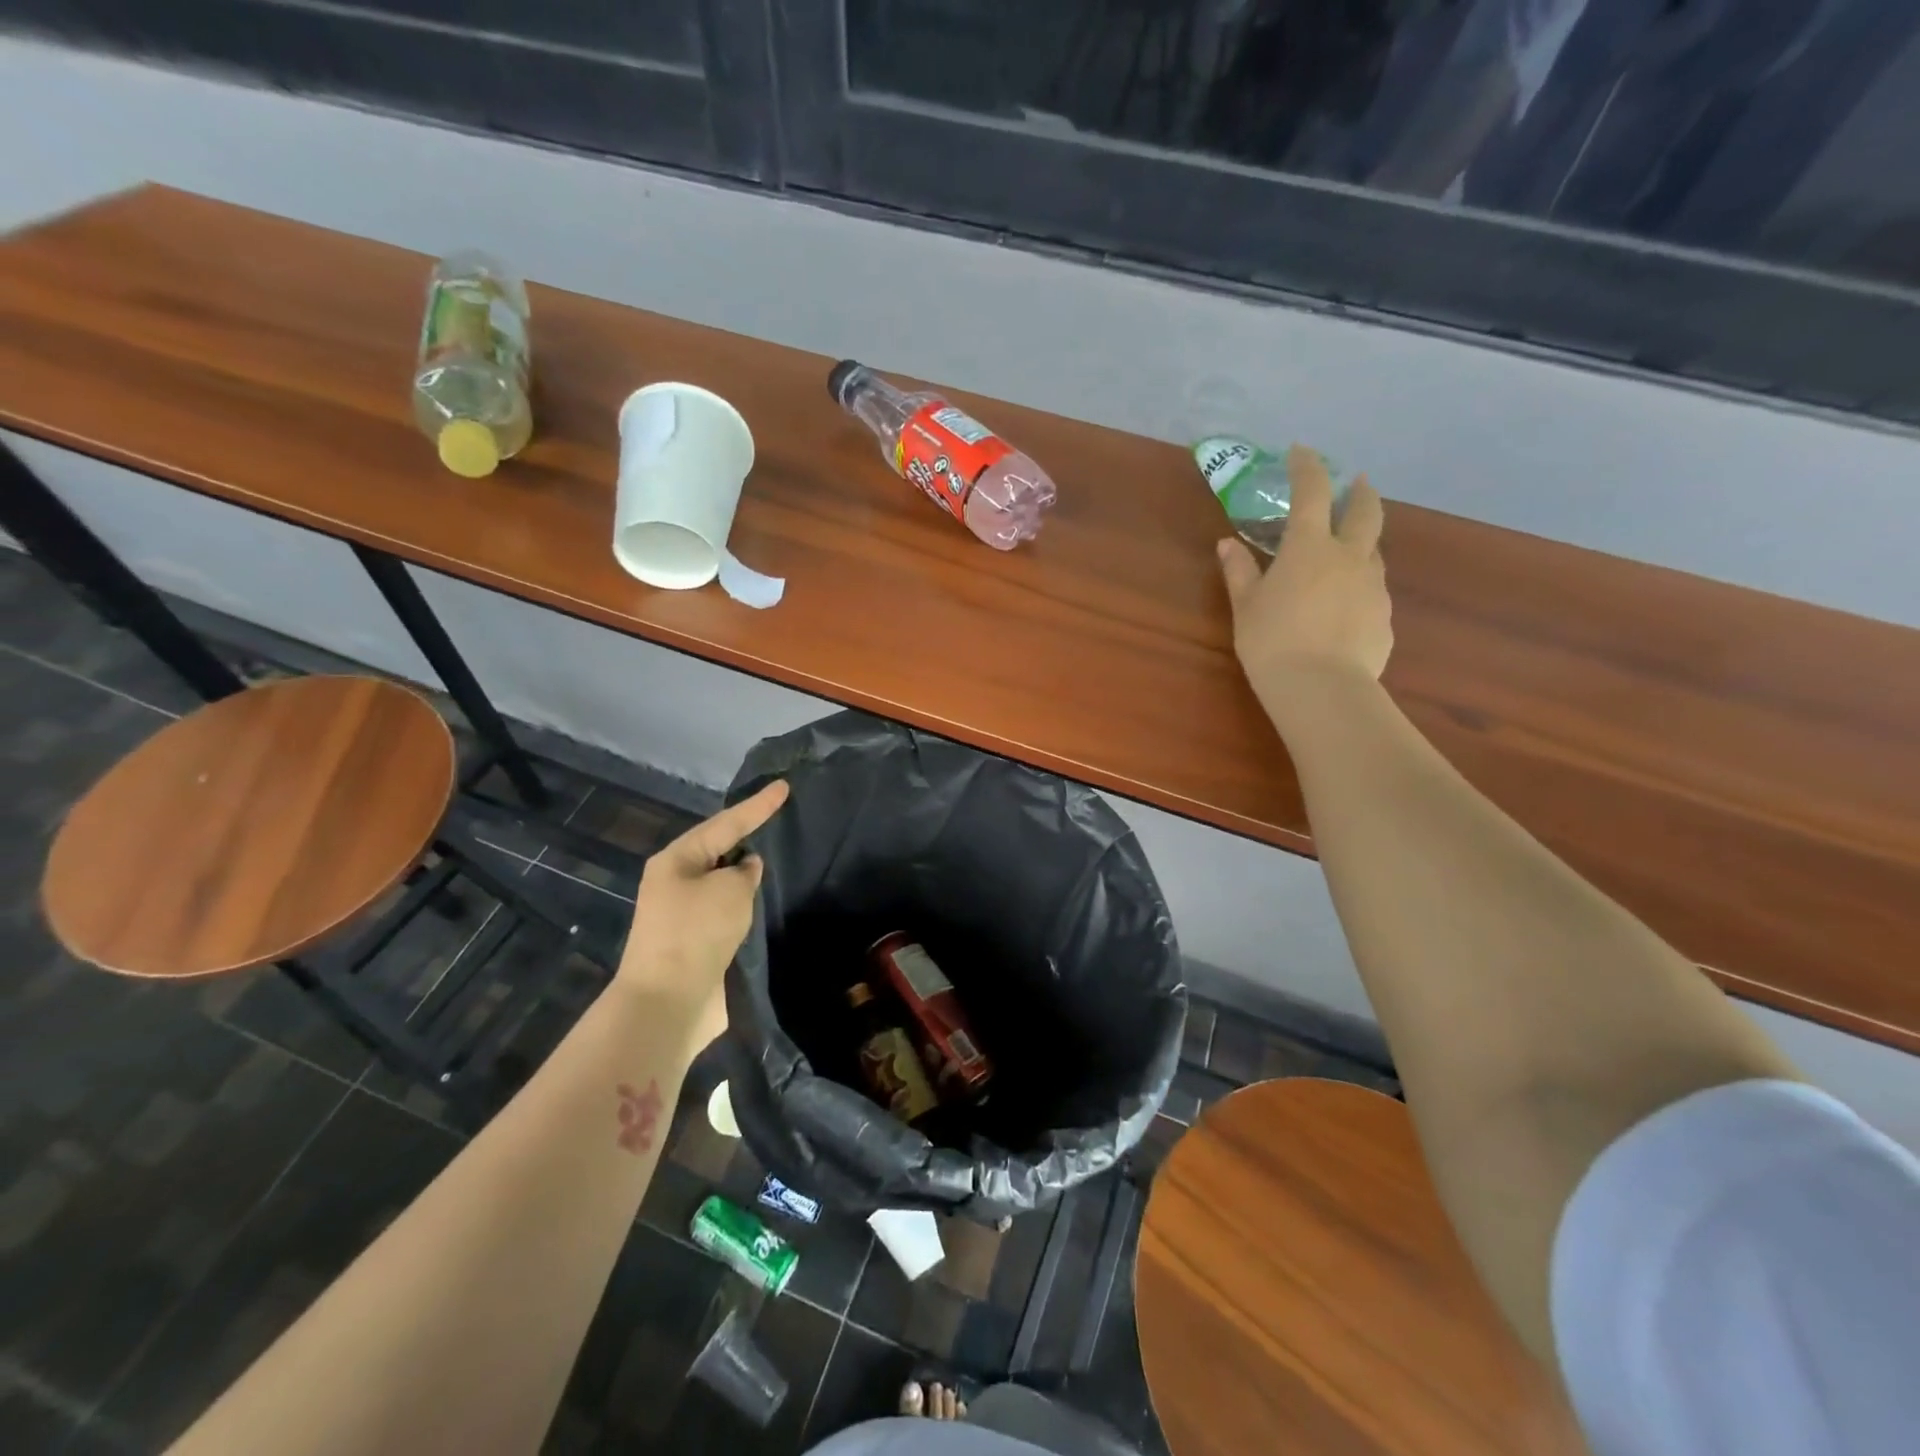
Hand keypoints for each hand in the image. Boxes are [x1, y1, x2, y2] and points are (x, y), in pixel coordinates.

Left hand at [619, 781, 789, 1043]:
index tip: (784, 787)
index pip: (725, 823)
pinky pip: (728, 912)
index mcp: (676, 860)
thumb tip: (745, 869)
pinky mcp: (698, 943)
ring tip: (780, 856)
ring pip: (724, 883)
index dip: (758, 805)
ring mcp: (685, 915)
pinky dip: (748, 904)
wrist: (669, 1003)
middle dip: (749, 836)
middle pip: (719, 849)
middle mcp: (677, 882)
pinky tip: (768, 901)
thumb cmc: (696, 933)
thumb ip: (745, 872)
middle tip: (781, 818)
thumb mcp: (730, 890)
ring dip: (748, 874)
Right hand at [1217, 445, 1391, 701]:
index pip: (1312, 492)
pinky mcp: (1384, 617)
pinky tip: (1346, 605)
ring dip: (1364, 539)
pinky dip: (1361, 584)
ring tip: (1350, 547)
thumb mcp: (1245, 606)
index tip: (1301, 452)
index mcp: (1309, 547)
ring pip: (1375, 550)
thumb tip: (1227, 544)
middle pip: (1366, 511)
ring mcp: (1373, 586)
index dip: (1307, 467)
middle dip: (1361, 492)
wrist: (1322, 688)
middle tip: (1358, 482)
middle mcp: (1349, 557)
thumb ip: (1239, 571)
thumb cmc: (1272, 641)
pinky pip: (1374, 590)